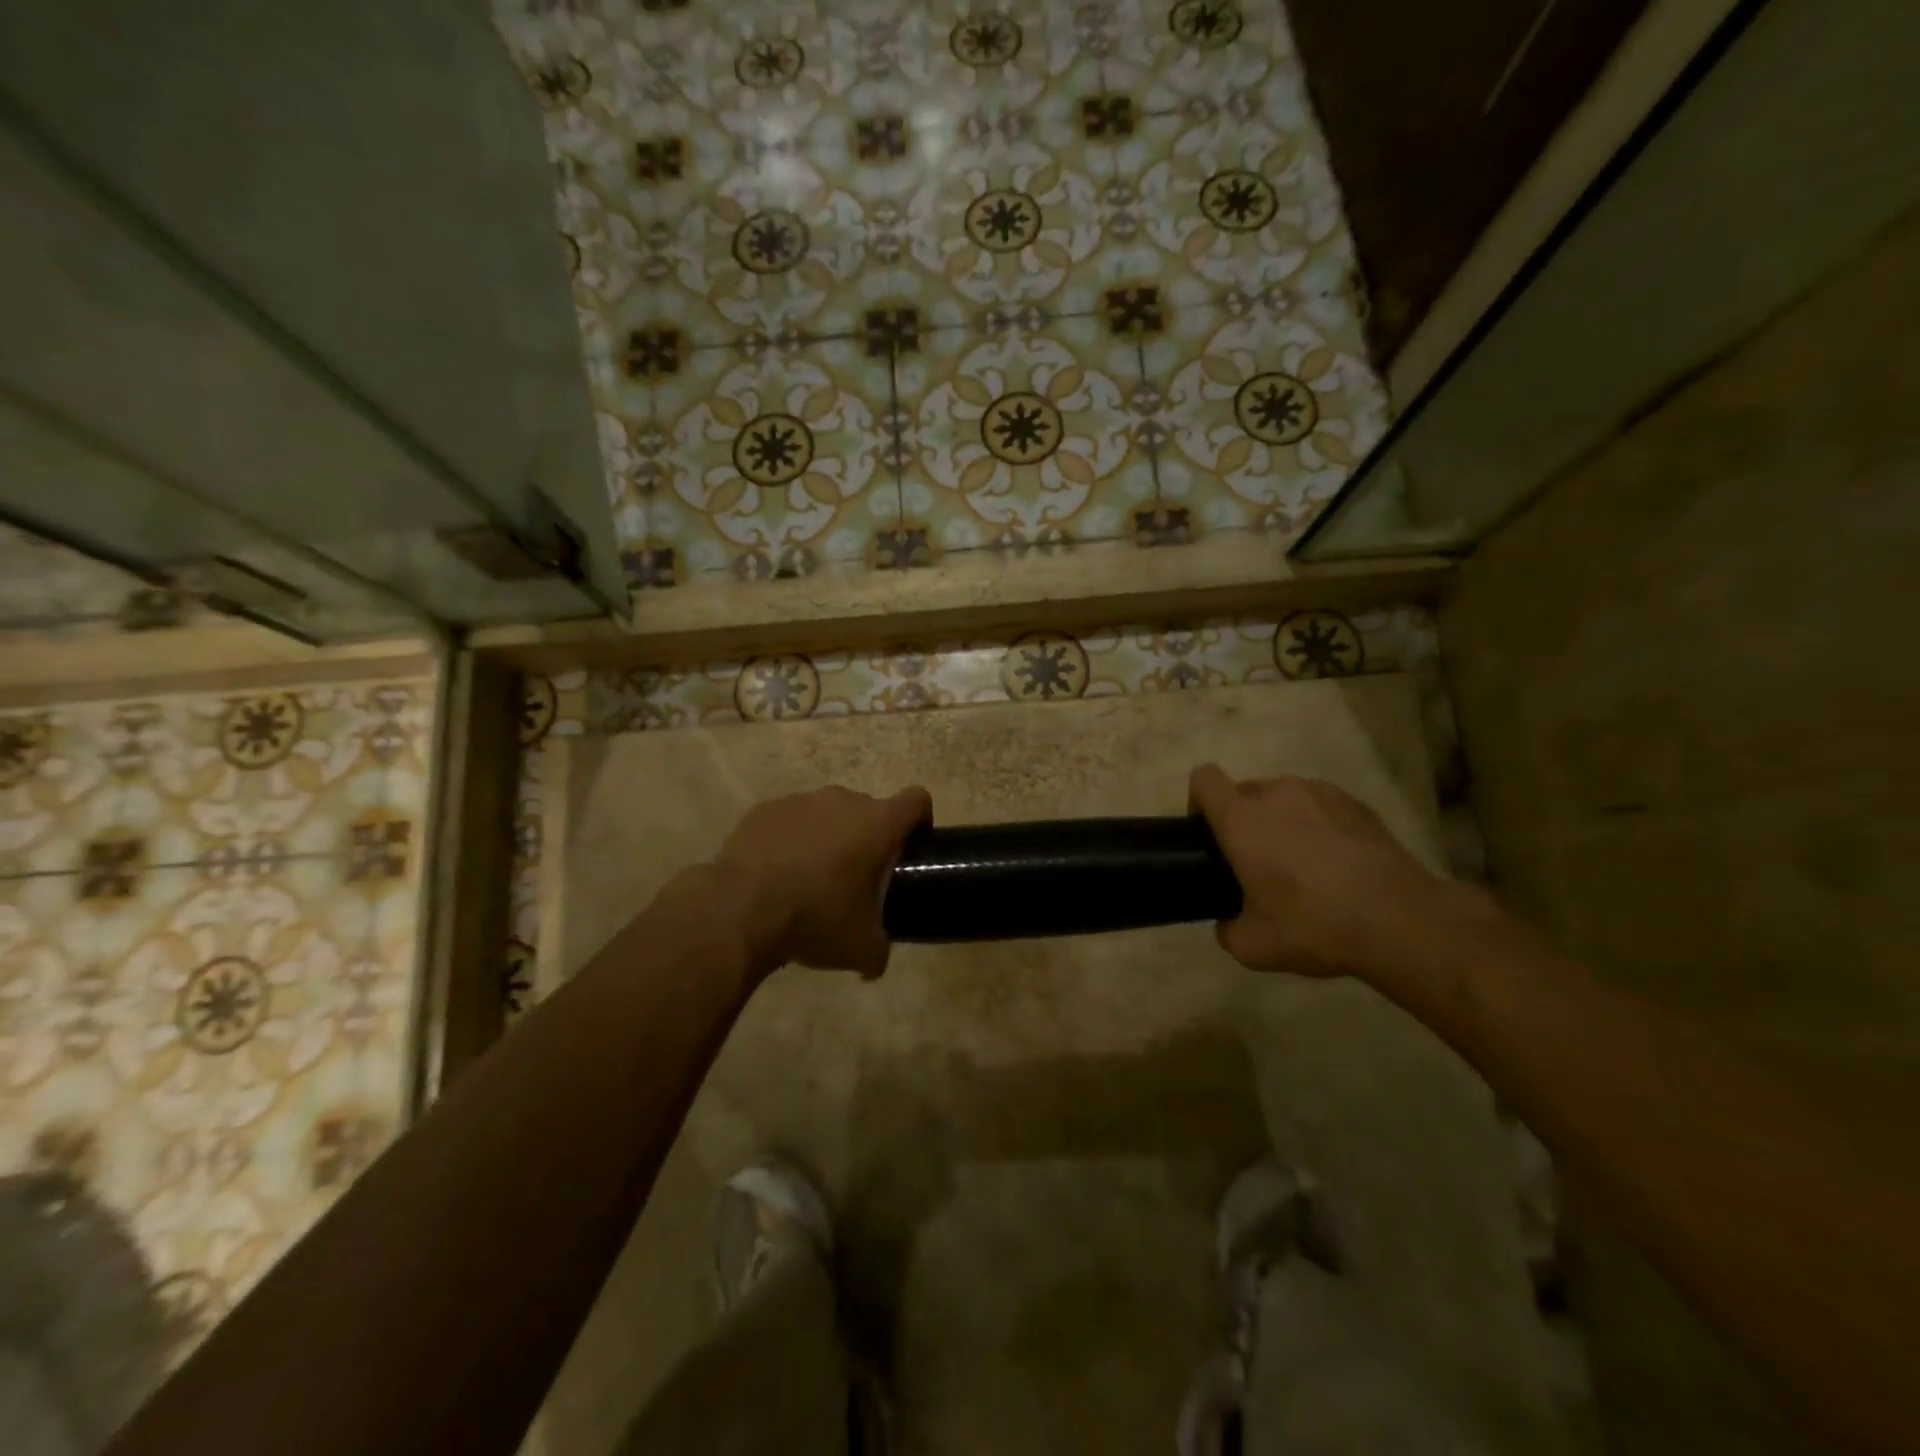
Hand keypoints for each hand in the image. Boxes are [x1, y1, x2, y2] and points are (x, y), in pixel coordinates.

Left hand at [714, 784, 931, 978]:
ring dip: (827, 838)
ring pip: (827, 814)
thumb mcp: (860, 948)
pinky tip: (775, 873)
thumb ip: (878, 950)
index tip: (910, 847)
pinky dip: (790, 840)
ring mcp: (801, 801)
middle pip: (869, 810)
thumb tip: (875, 963)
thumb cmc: (816, 918)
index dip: (920, 820)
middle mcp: (843, 801)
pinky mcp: (765, 809)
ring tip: (809, 878)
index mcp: (877, 824)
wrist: (740, 909)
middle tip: (855, 879)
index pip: (917, 801)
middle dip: (867, 838)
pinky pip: (789, 820)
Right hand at [1189, 764, 1460, 982]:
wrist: (1400, 921)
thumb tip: (1229, 922)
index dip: (1199, 802)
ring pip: (1285, 797)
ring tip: (1303, 863)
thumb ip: (1227, 928)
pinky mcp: (1357, 803)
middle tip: (1257, 863)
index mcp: (1242, 820)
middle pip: (1244, 791)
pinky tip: (1337, 863)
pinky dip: (1319, 826)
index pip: (1204, 780)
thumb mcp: (1253, 947)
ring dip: (1282, 821)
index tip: (1209, 835)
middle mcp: (1277, 794)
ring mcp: (1321, 793)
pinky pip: (1321, 806)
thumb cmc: (1314, 925)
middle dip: (1244, 819)